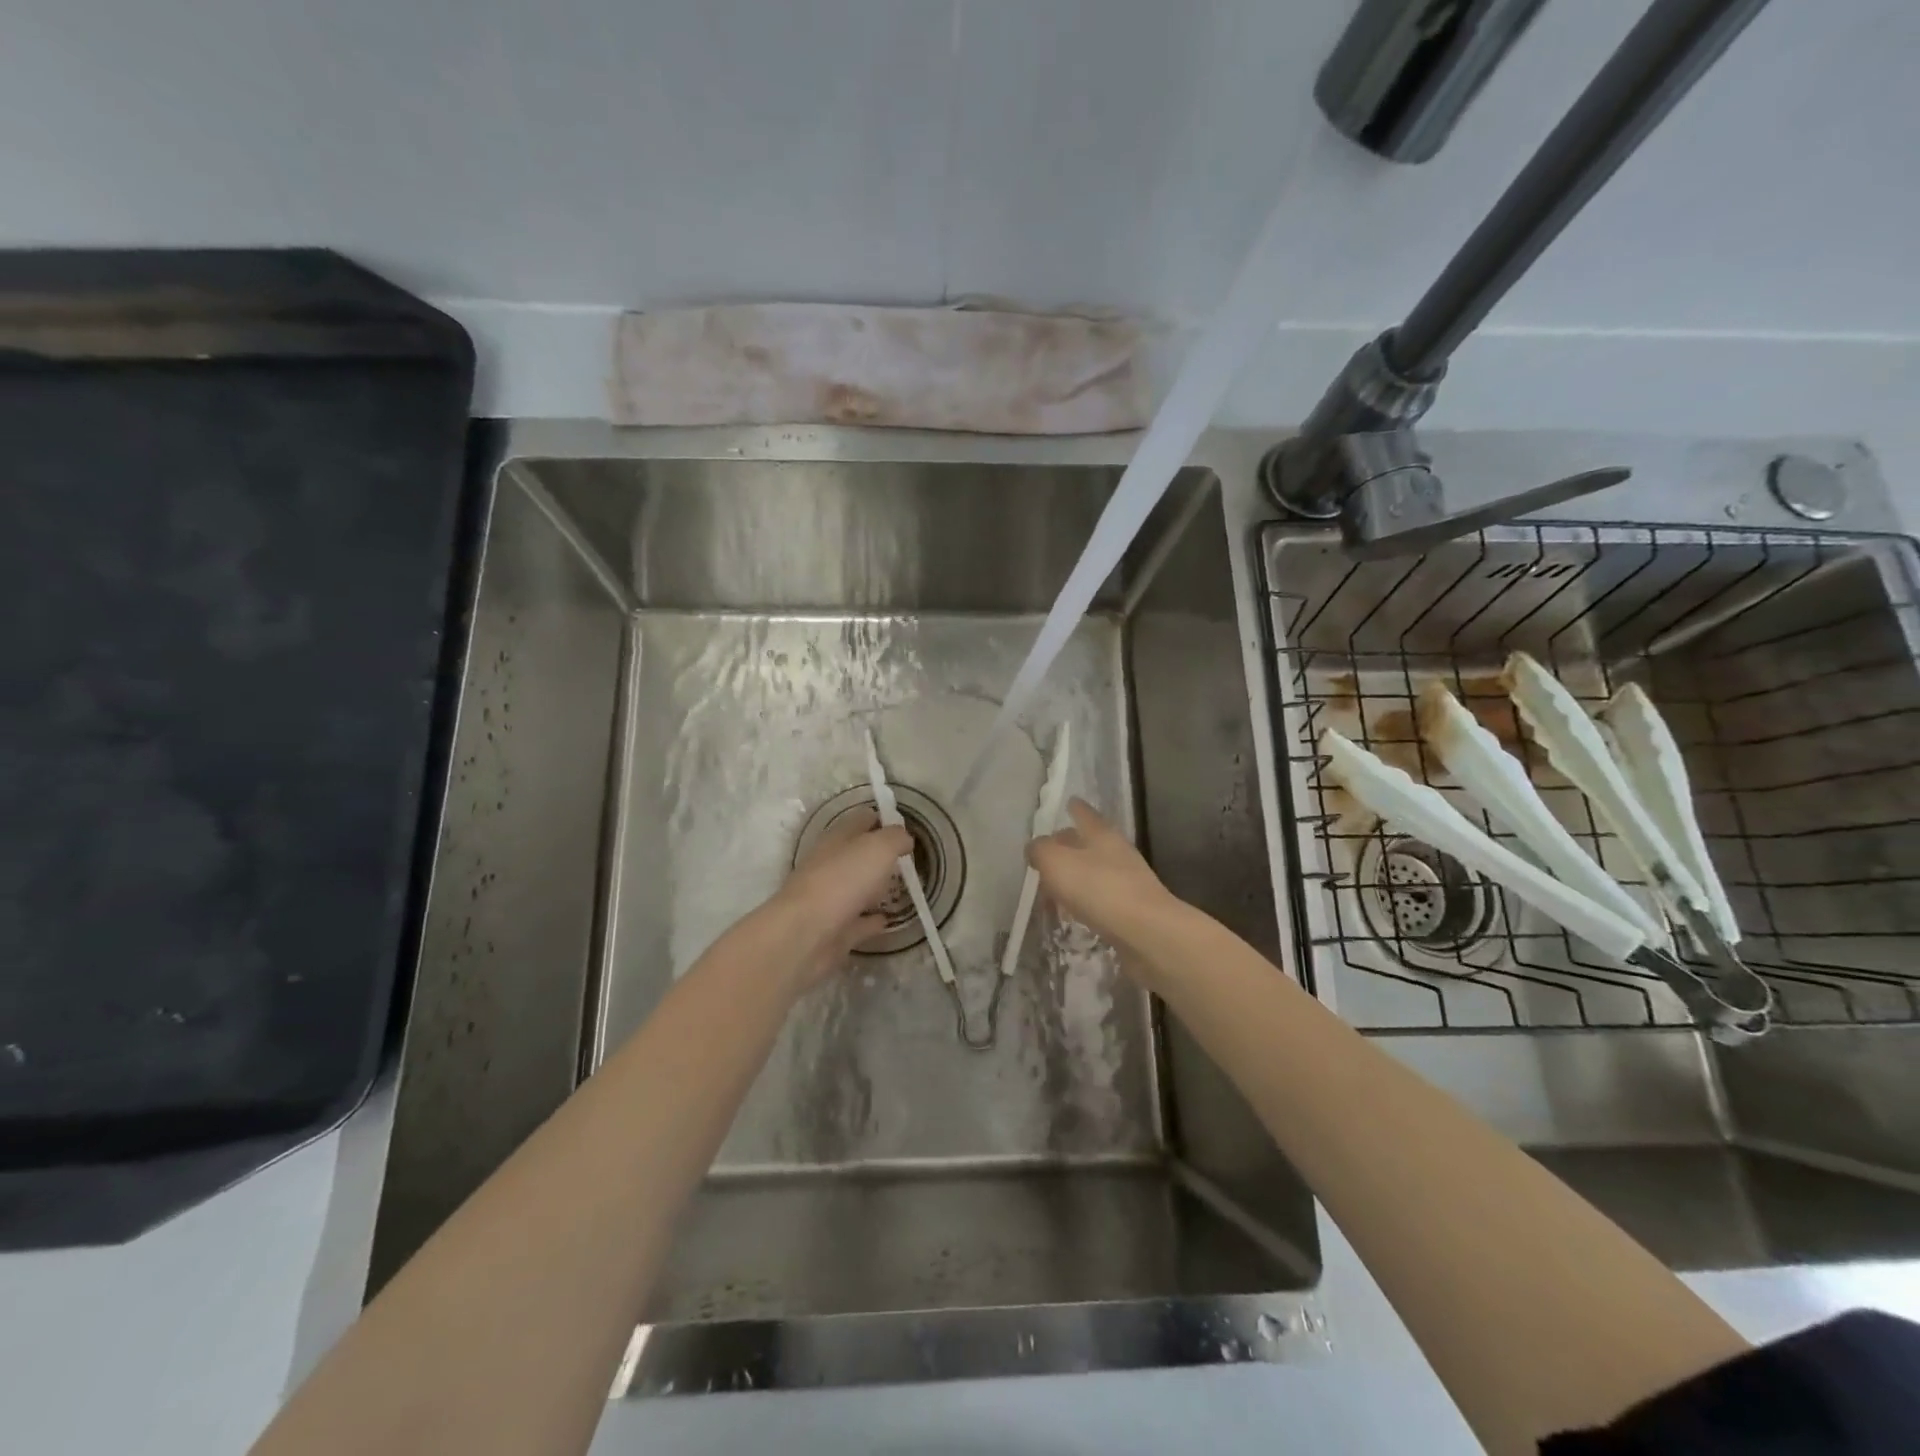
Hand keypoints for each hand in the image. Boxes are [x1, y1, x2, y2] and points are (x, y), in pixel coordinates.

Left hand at [771, 807, 912, 989]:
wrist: (805, 934)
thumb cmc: (843, 880)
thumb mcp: (879, 847)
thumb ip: (896, 838)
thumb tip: (905, 839)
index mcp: (837, 838)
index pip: (862, 820)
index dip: (883, 819)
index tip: (906, 828)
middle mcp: (830, 865)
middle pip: (858, 854)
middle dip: (880, 855)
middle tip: (907, 859)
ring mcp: (830, 899)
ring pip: (857, 887)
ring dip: (875, 887)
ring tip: (901, 888)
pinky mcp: (834, 930)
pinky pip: (858, 921)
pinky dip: (872, 920)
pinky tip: (887, 920)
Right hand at [1027, 798, 1179, 954]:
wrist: (1146, 933)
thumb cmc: (1098, 888)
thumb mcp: (1056, 862)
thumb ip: (1040, 850)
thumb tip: (1035, 847)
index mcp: (1101, 834)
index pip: (1084, 813)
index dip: (1075, 808)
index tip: (1069, 802)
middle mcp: (1117, 852)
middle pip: (1089, 842)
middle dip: (1070, 845)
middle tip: (1049, 852)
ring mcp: (1127, 881)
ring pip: (1094, 871)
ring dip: (1076, 876)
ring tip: (1054, 887)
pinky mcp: (1131, 909)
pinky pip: (1100, 898)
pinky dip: (1085, 901)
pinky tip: (1074, 912)